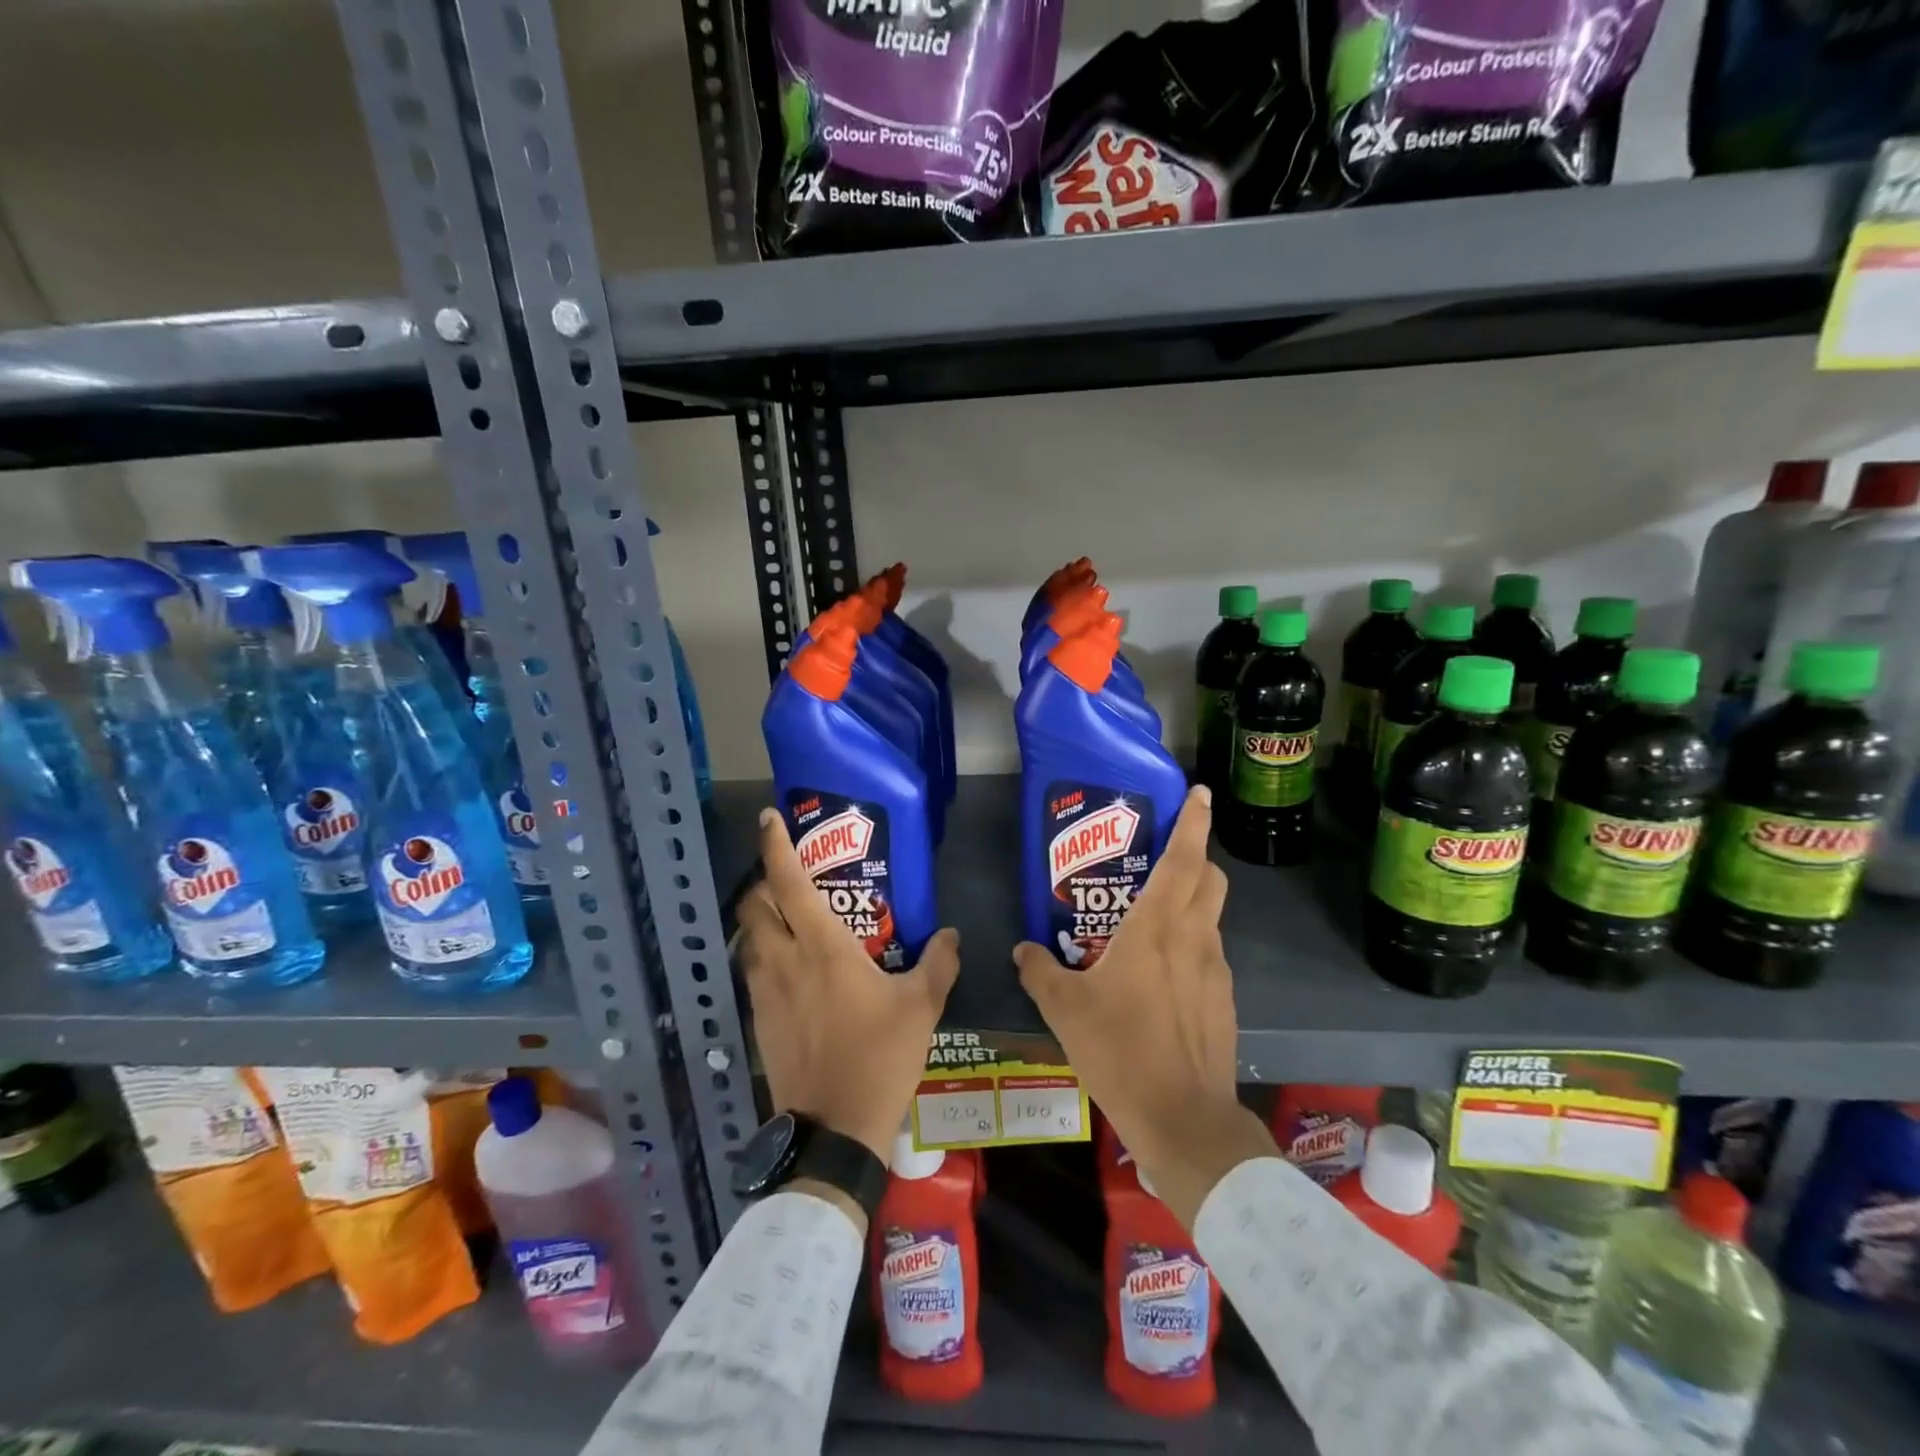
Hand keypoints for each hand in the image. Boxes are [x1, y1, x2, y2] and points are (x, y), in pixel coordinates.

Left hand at [738, 807, 960, 1167]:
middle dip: (762, 883)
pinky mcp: (758, 1021)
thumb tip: (951, 934)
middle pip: (753, 905)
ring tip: (788, 920)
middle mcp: (784, 960)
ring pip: (748, 939)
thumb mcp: (921, 1007)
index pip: (787, 882)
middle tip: (788, 878)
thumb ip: (938, 964)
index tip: (768, 818)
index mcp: (822, 947)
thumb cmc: (879, 1057)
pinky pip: (753, 972)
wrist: (834, 1129)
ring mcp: (765, 992)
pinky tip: (790, 971)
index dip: (775, 845)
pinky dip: (763, 956)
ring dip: (760, 920)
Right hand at [1015, 785, 1274, 1228]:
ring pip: (1211, 916)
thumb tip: (1022, 950)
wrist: (1184, 1120)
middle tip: (1162, 855)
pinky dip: (1191, 944)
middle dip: (1195, 856)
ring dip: (1191, 902)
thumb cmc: (1121, 1051)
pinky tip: (1160, 974)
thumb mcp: (1066, 1010)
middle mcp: (1194, 938)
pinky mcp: (1223, 1000)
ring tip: (1151, 917)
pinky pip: (1209, 953)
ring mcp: (1215, 970)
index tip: (1199, 792)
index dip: (1193, 821)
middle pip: (1209, 878)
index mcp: (1157, 927)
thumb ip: (1040, 972)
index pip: (1184, 858)